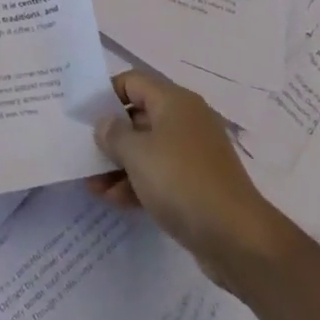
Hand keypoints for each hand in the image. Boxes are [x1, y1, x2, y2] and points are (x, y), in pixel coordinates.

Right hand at [89, 70, 282, 291]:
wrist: (237, 238)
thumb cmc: (182, 182)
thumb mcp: (137, 154)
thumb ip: (113, 134)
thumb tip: (105, 123)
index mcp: (174, 102)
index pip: (133, 81)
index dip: (106, 94)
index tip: (82, 115)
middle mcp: (185, 121)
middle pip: (139, 116)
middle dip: (110, 135)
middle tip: (82, 151)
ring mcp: (193, 154)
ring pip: (147, 150)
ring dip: (119, 165)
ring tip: (91, 185)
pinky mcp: (197, 185)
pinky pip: (160, 175)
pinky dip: (137, 183)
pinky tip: (113, 200)